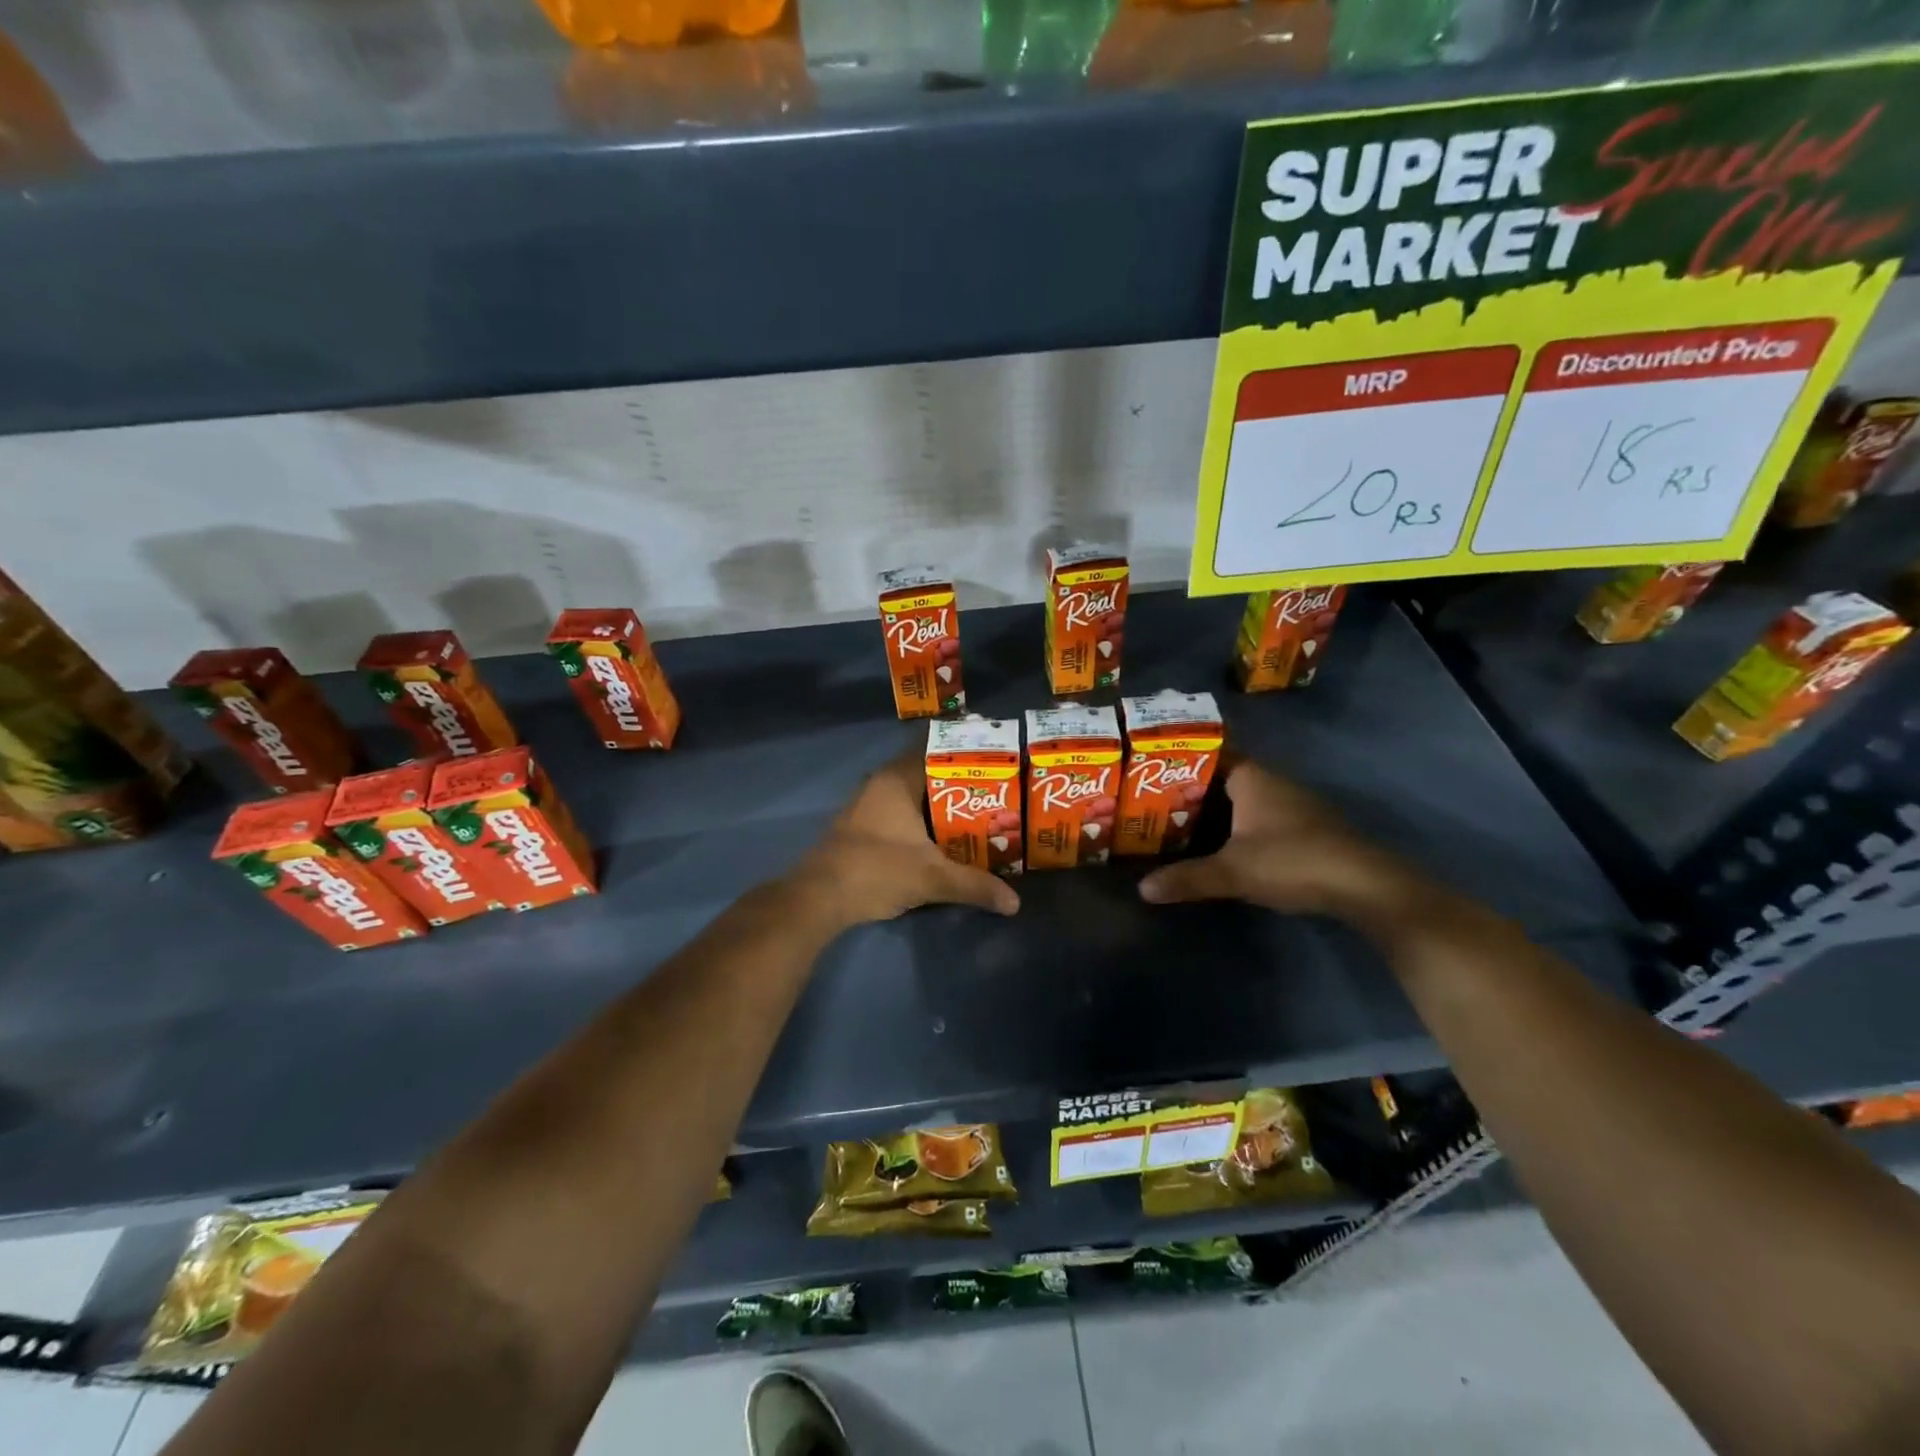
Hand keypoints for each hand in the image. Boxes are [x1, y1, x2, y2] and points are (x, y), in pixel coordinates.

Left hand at [787, 756, 1020, 927]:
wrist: (819, 897)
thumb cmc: (877, 870)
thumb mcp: (932, 878)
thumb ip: (974, 885)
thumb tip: (1014, 903)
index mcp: (896, 779)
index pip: (935, 749)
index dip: (964, 751)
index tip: (993, 756)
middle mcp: (879, 784)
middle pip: (926, 773)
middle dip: (958, 782)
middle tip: (994, 790)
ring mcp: (865, 805)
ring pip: (911, 795)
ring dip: (938, 804)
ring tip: (976, 813)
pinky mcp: (859, 828)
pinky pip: (898, 813)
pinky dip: (920, 820)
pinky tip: (941, 838)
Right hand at [1138, 758, 1435, 931]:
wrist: (1365, 885)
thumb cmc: (1292, 861)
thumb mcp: (1233, 871)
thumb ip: (1187, 878)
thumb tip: (1143, 889)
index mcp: (1252, 778)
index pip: (1210, 755)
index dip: (1181, 760)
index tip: (1149, 770)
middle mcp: (1272, 783)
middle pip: (1223, 778)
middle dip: (1191, 789)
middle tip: (1152, 800)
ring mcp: (1292, 805)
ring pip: (1242, 800)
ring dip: (1214, 810)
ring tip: (1176, 822)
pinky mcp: (1305, 829)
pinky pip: (1258, 817)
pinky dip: (1236, 826)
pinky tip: (1218, 844)